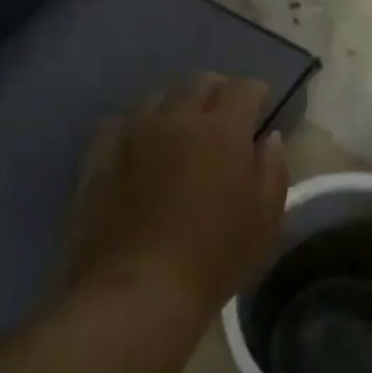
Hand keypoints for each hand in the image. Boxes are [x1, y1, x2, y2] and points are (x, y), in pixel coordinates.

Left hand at [65, 74, 288, 325]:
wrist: (138, 290)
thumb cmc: (215, 258)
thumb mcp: (265, 220)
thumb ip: (272, 170)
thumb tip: (268, 139)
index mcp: (222, 130)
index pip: (243, 87)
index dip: (255, 91)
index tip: (261, 103)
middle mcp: (176, 119)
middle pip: (199, 82)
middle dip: (218, 90)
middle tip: (225, 114)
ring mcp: (132, 134)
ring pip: (157, 96)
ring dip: (177, 104)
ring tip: (182, 128)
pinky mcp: (99, 155)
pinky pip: (121, 122)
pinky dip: (139, 125)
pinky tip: (142, 147)